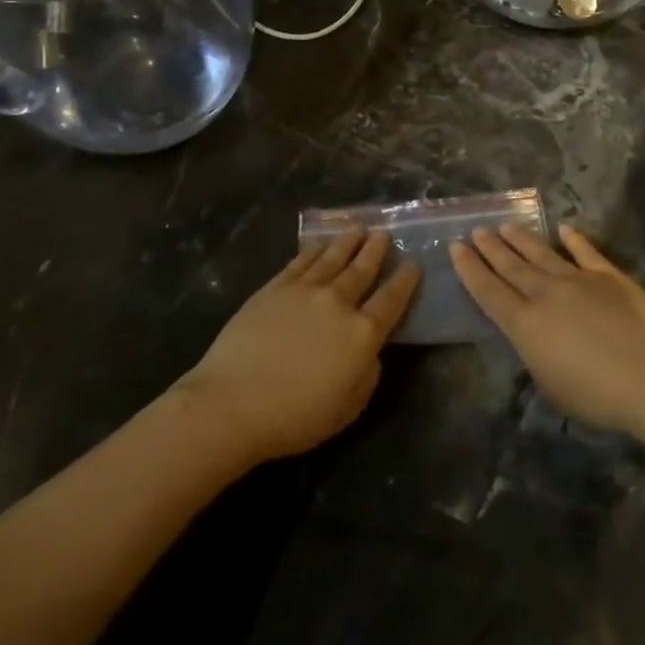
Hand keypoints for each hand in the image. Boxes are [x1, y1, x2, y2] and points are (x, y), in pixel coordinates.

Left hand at [179, 229, 419, 463]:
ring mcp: (303, 291)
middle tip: (384, 234)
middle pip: (362, 270)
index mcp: (362, 333)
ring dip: (348, 242)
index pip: (391, 300)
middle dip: (376, 250)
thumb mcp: (348, 408)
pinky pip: (299, 262)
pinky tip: (319, 244)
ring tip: (358, 228)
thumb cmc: (294, 416)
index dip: (405, 281)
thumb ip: (368, 375)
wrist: (232, 404)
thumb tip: (370, 353)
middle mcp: (337, 303)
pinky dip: (313, 251)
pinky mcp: (273, 289)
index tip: (413, 263)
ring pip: (332, 258)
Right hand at [450, 224, 644, 439]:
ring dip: (521, 239)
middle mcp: (545, 294)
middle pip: (511, 266)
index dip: (470, 269)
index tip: (456, 247)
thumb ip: (535, 354)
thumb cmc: (596, 395)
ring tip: (506, 226)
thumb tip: (534, 336)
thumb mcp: (550, 385)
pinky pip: (585, 251)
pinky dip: (573, 239)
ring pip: (541, 253)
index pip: (488, 291)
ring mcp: (577, 279)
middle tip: (477, 230)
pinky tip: (563, 228)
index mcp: (524, 324)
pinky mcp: (608, 275)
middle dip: (491, 247)